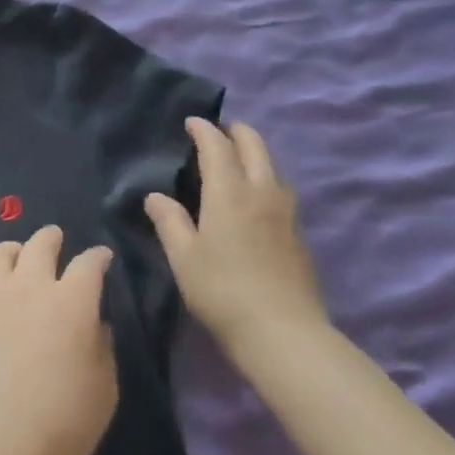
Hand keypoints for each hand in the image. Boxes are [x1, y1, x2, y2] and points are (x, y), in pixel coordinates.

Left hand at [0, 225, 118, 454]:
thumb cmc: (61, 424)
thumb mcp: (104, 391)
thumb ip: (102, 349)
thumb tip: (93, 325)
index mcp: (71, 302)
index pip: (89, 263)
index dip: (98, 257)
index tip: (102, 257)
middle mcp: (30, 286)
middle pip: (41, 244)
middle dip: (52, 238)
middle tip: (56, 240)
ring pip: (0, 253)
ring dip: (14, 251)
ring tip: (16, 258)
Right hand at [145, 118, 324, 354]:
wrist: (284, 333)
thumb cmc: (222, 291)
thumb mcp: (184, 257)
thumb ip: (169, 222)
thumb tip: (156, 196)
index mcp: (229, 192)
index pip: (217, 146)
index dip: (204, 130)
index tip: (192, 122)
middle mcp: (262, 192)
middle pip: (254, 146)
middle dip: (236, 132)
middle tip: (219, 132)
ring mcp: (286, 212)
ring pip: (273, 166)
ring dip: (255, 153)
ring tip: (237, 160)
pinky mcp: (298, 233)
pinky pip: (280, 189)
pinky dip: (265, 178)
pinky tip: (256, 197)